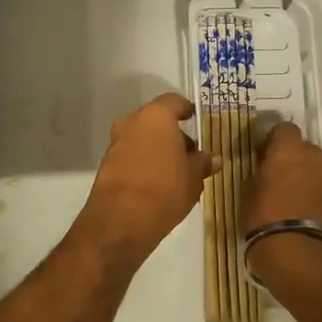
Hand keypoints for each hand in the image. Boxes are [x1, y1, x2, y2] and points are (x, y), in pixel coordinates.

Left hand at [72, 93, 216, 272]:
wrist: (121, 220)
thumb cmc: (165, 189)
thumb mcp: (193, 177)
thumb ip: (203, 163)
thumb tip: (214, 158)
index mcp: (156, 117)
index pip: (173, 102)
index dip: (186, 109)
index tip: (194, 119)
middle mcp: (132, 123)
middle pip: (156, 121)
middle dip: (172, 134)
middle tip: (189, 154)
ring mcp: (116, 143)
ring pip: (142, 139)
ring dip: (157, 149)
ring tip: (176, 173)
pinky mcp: (107, 165)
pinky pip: (131, 156)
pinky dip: (144, 163)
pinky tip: (157, 184)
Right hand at [242, 122, 321, 283]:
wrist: (301, 257)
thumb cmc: (264, 220)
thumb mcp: (248, 193)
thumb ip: (259, 174)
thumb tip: (265, 169)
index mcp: (289, 150)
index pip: (284, 128)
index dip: (273, 140)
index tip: (262, 156)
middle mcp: (314, 158)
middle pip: (303, 148)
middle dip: (291, 158)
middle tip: (275, 177)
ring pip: (315, 168)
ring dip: (304, 176)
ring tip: (289, 198)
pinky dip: (314, 194)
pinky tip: (301, 212)